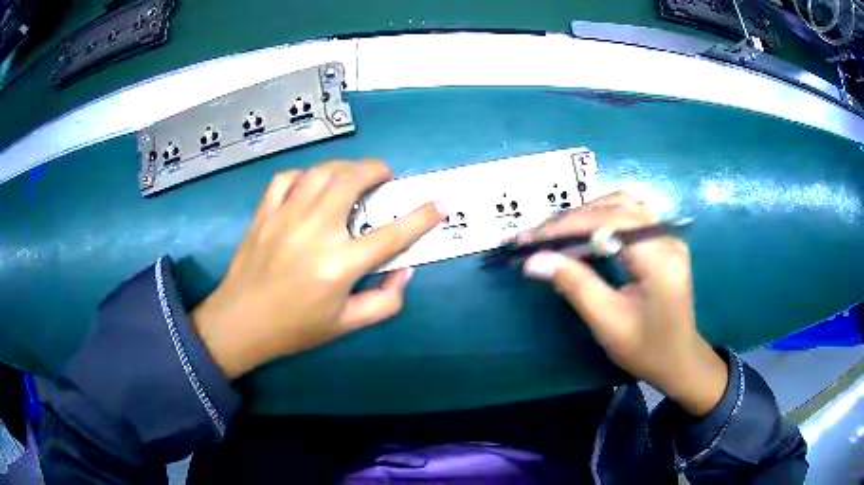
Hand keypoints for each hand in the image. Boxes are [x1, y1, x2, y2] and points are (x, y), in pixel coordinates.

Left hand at [192, 161, 445, 378]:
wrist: (241, 322)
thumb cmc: (295, 328)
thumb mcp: (346, 325)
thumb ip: (385, 301)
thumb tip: (406, 271)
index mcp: (339, 265)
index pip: (392, 234)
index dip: (422, 217)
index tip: (439, 203)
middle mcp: (315, 231)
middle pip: (352, 180)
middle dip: (377, 170)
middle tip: (385, 177)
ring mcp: (286, 216)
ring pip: (322, 171)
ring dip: (345, 167)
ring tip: (353, 176)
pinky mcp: (265, 212)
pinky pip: (287, 179)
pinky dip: (305, 175)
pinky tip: (311, 186)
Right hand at [520, 192, 727, 415]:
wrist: (680, 360)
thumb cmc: (646, 349)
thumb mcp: (608, 322)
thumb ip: (575, 285)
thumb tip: (534, 260)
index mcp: (659, 260)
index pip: (610, 222)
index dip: (567, 225)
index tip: (531, 238)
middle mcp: (667, 238)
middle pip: (617, 206)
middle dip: (574, 218)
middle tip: (539, 236)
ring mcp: (669, 236)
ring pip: (624, 205)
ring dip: (588, 214)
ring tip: (558, 233)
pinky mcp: (665, 241)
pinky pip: (631, 217)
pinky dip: (602, 220)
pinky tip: (585, 234)